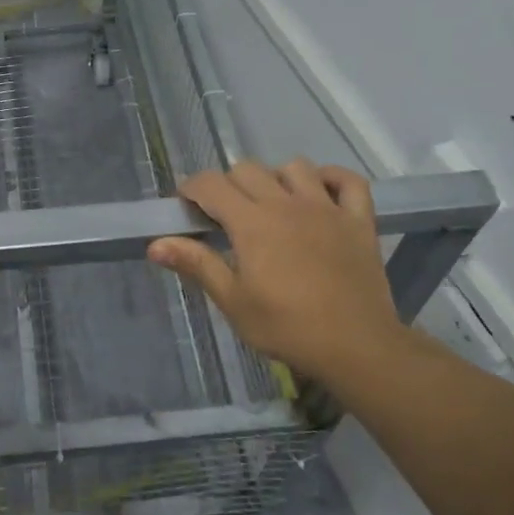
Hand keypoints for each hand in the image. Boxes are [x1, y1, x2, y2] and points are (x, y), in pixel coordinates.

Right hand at [148, 160, 405, 386]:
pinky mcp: (358, 220)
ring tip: (271, 205)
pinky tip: (319, 193)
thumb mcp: (233, 302)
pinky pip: (348, 181)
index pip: (211, 184)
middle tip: (226, 216)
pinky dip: (331, 179)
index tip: (187, 206)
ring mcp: (326, 208)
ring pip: (295, 167)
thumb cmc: (287, 328)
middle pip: (247, 169)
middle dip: (228, 185)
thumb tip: (155, 244)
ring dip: (276, 178)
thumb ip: (197, 265)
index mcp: (252, 223)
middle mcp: (286, 204)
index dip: (192, 188)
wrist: (356, 347)